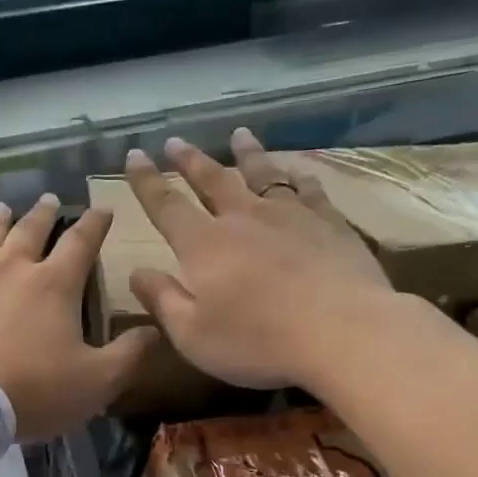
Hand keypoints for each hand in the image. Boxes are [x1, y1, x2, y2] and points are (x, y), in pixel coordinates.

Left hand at [0, 194, 159, 441]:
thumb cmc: (34, 391)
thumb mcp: (97, 381)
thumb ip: (129, 354)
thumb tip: (155, 328)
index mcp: (54, 284)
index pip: (81, 242)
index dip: (95, 223)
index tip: (103, 208)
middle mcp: (12, 270)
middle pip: (30, 232)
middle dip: (44, 214)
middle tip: (48, 201)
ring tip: (2, 208)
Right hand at [125, 129, 414, 391]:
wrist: (343, 333)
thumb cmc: (257, 342)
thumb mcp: (192, 335)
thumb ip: (163, 300)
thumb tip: (137, 272)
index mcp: (203, 245)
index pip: (166, 205)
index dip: (147, 181)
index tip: (134, 155)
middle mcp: (243, 218)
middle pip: (212, 180)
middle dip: (189, 160)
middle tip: (175, 141)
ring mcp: (290, 216)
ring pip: (262, 173)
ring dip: (246, 153)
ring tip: (239, 134)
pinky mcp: (330, 223)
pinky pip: (308, 189)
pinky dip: (297, 175)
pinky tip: (296, 170)